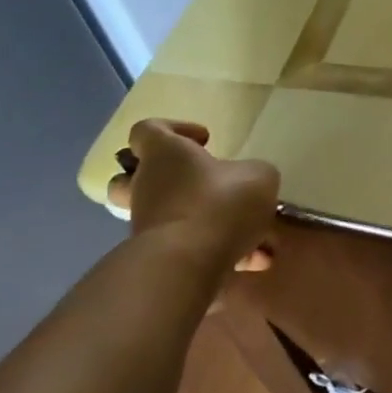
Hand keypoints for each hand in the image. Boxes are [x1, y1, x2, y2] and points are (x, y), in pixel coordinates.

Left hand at [106, 119, 278, 271]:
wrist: (188, 263)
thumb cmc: (219, 202)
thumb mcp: (259, 175)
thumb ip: (254, 174)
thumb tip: (249, 182)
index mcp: (165, 155)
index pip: (148, 130)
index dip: (174, 129)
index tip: (205, 141)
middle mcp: (148, 187)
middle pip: (132, 178)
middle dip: (168, 182)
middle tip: (203, 185)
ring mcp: (149, 225)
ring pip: (172, 218)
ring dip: (211, 224)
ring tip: (255, 236)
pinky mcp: (160, 257)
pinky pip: (191, 249)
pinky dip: (223, 253)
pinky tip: (256, 261)